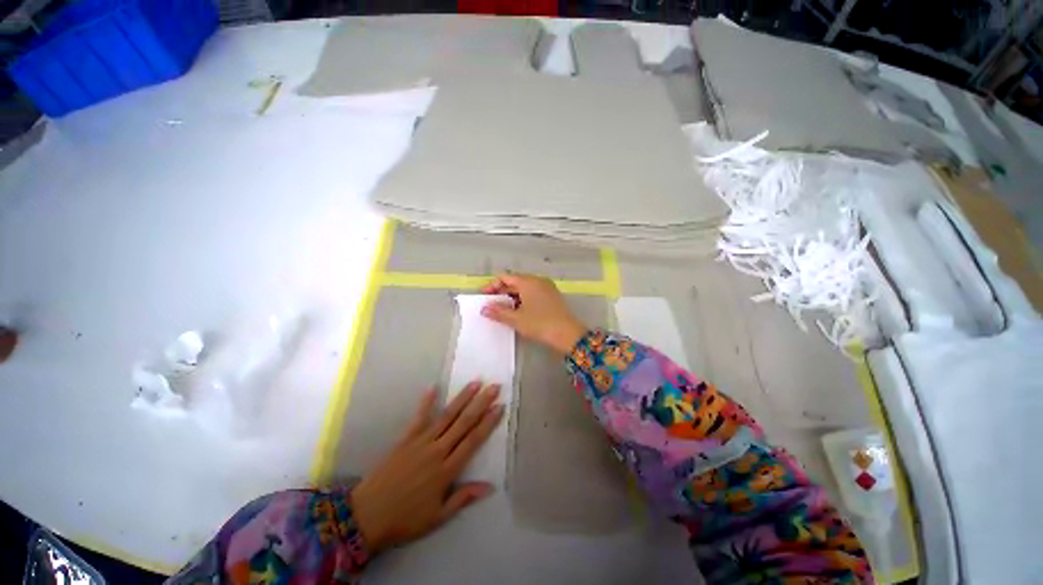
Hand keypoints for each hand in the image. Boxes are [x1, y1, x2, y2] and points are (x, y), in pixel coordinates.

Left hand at [351, 383, 503, 553]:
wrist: (366, 516)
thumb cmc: (405, 519)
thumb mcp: (438, 517)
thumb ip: (463, 498)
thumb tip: (490, 486)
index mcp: (447, 470)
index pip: (473, 441)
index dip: (488, 423)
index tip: (500, 407)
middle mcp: (437, 450)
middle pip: (464, 423)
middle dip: (481, 403)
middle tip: (494, 387)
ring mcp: (421, 442)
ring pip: (447, 415)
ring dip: (462, 398)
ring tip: (475, 383)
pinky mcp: (405, 439)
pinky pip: (418, 417)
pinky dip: (426, 402)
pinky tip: (433, 387)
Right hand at [481, 273, 586, 354]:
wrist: (567, 334)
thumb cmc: (540, 324)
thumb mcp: (516, 319)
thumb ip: (499, 312)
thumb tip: (485, 309)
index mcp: (528, 281)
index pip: (505, 277)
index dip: (492, 286)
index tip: (484, 297)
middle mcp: (537, 280)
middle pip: (515, 281)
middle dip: (501, 292)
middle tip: (491, 305)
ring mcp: (546, 287)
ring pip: (524, 288)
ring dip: (512, 297)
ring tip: (503, 310)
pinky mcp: (552, 296)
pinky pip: (533, 293)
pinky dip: (523, 299)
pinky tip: (519, 311)